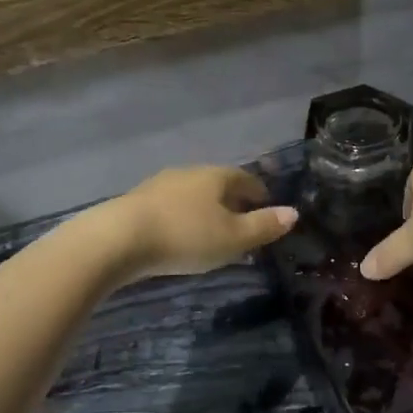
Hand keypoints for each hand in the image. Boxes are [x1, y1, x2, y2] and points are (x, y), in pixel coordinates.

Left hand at [100, 167, 297, 281]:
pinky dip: (181, 217)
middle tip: (241, 223)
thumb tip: (293, 213)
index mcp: (216, 176)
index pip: (246, 179)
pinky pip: (170, 206)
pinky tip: (179, 235)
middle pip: (218, 183)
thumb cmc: (185, 236)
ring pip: (192, 194)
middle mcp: (189, 173)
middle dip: (232, 201)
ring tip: (210, 231)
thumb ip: (264, 226)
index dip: (259, 194)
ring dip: (204, 209)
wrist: (118, 239)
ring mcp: (160, 185)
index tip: (267, 209)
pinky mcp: (136, 201)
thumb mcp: (233, 238)